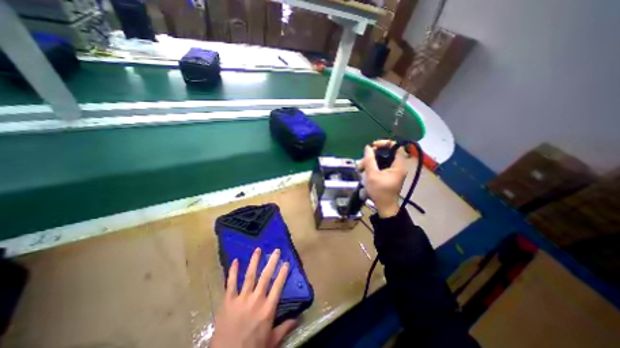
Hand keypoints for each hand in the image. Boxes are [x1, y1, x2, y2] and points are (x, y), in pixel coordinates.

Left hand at [212, 248, 295, 347]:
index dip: (283, 273)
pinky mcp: (228, 301)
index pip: (278, 286)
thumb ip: (284, 328)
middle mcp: (256, 300)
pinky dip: (232, 271)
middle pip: (266, 276)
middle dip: (272, 262)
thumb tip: (298, 319)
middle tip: (276, 250)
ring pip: (250, 275)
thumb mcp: (271, 342)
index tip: (286, 262)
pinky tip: (235, 261)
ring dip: (254, 261)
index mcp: (268, 309)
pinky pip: (231, 283)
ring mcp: (241, 299)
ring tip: (258, 249)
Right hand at [358, 139, 407, 216]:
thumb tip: (367, 147)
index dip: (384, 143)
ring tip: (360, 169)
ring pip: (381, 160)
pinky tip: (364, 171)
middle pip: (385, 154)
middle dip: (372, 156)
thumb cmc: (380, 191)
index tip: (372, 146)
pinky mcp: (388, 175)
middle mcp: (398, 166)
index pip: (395, 147)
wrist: (384, 207)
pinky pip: (380, 166)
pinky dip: (372, 167)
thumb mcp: (372, 175)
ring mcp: (393, 171)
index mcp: (398, 165)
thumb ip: (369, 160)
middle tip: (362, 162)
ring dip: (370, 162)